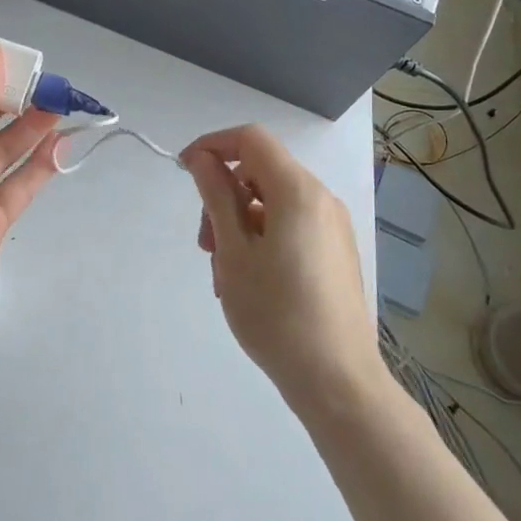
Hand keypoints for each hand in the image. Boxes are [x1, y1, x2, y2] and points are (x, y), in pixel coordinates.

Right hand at [182, 125, 381, 416]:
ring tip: (223, 271)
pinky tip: (248, 280)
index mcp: (298, 191)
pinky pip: (289, 226)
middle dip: (223, 195)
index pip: (251, 139)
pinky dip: (260, 237)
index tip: (184, 172)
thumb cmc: (276, 313)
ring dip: (238, 222)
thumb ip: (216, 196)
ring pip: (272, 202)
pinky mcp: (334, 252)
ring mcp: (332, 227)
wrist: (336, 380)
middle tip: (204, 243)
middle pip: (260, 171)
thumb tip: (203, 159)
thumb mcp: (233, 251)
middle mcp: (321, 199)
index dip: (212, 145)